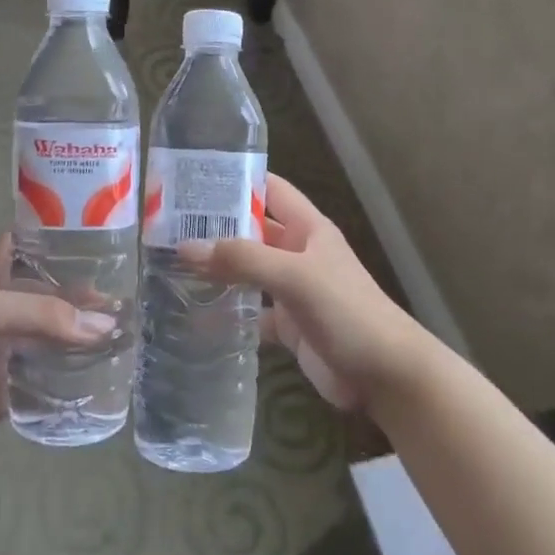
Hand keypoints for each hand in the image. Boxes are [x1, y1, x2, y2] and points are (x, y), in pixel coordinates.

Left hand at [0, 235, 115, 468]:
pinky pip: (52, 377)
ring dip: (84, 334)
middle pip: (50, 294)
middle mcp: (5, 308)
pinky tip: (108, 370)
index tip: (96, 235)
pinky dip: (77, 373)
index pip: (25, 245)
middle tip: (128, 296)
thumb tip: (104, 325)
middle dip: (83, 293)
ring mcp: (9, 349)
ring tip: (128, 331)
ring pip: (55, 335)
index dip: (55, 238)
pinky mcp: (15, 388)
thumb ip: (45, 313)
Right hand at [178, 175, 427, 411]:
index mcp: (307, 228)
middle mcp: (298, 253)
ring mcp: (292, 290)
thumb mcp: (295, 276)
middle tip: (167, 223)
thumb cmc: (347, 311)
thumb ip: (243, 260)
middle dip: (217, 225)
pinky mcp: (288, 325)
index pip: (270, 190)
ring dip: (218, 267)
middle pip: (252, 229)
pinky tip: (194, 312)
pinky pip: (250, 311)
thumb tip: (185, 247)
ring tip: (170, 262)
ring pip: (248, 270)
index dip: (238, 180)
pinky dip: (227, 311)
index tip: (194, 178)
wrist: (386, 376)